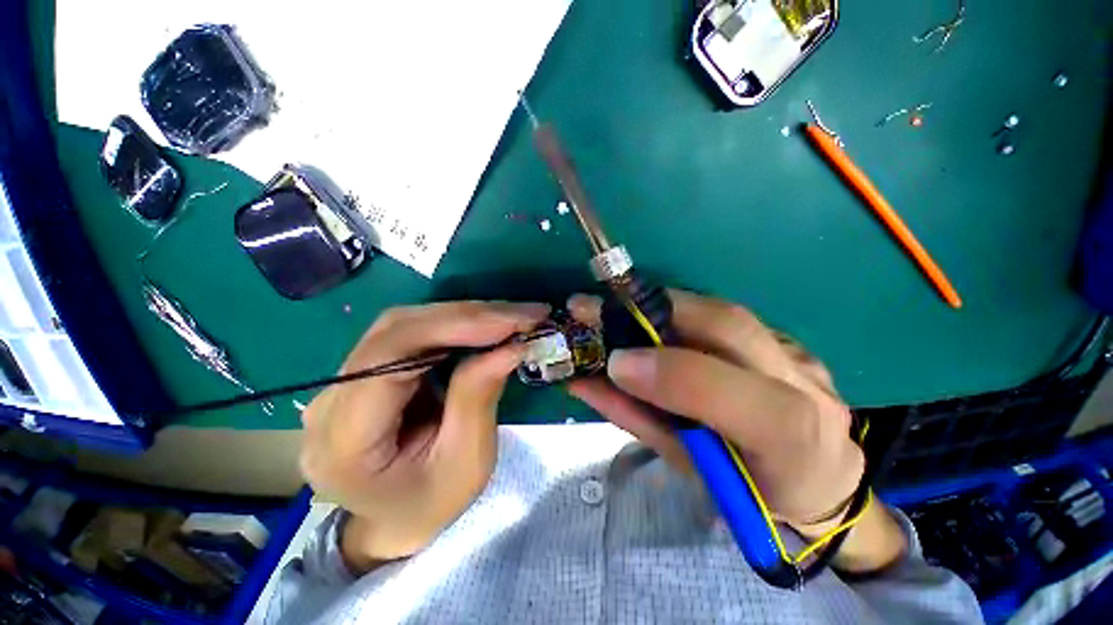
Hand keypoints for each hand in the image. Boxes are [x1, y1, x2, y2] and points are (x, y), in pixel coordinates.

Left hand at [300, 301, 548, 570]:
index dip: (453, 327)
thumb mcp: (466, 462)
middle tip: (522, 315)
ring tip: (511, 318)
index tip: (511, 322)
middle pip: (397, 329)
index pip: (390, 355)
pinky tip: (486, 326)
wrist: (396, 521)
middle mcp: (330, 400)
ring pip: (405, 323)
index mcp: (343, 438)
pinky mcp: (365, 371)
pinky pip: (411, 333)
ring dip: (465, 316)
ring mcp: (341, 381)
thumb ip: (479, 396)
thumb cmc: (432, 504)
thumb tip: (510, 345)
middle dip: (468, 316)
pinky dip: (455, 325)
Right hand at [567, 290, 862, 528]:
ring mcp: (797, 352)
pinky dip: (679, 313)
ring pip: (723, 311)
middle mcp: (802, 382)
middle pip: (727, 325)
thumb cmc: (748, 488)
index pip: (730, 394)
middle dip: (652, 311)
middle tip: (597, 308)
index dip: (667, 372)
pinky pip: (723, 316)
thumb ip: (636, 420)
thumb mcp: (688, 468)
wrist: (823, 479)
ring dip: (659, 306)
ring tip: (614, 309)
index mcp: (788, 439)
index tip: (613, 362)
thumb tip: (584, 382)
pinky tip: (651, 320)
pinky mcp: (786, 338)